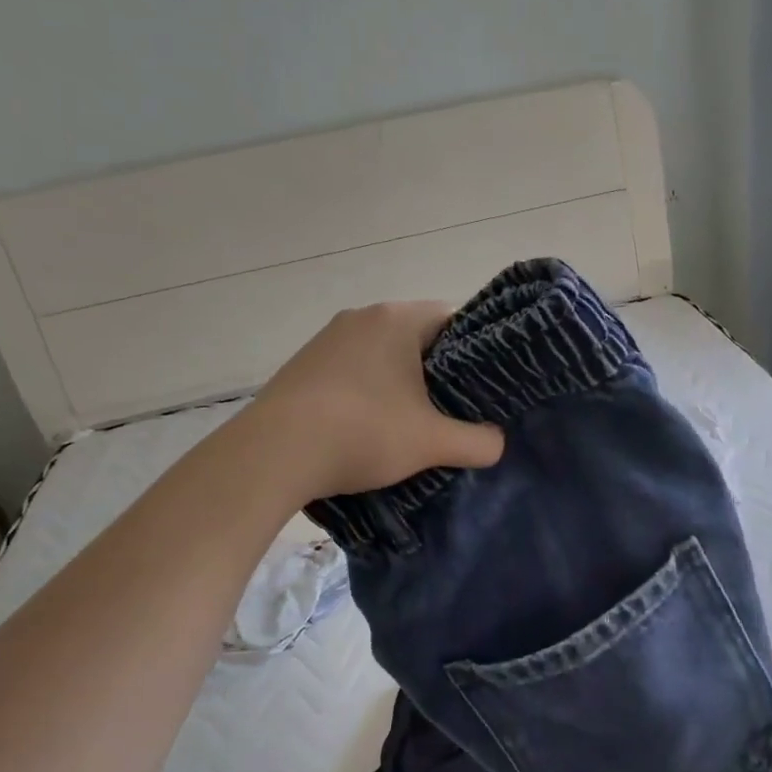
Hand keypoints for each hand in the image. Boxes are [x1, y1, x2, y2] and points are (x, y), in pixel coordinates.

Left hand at [245, 301, 504, 500]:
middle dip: (437, 372)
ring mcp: (327, 339)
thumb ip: (477, 442)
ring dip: (399, 384)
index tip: (481, 387)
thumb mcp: (432, 443)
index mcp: (397, 319)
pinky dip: (367, 392)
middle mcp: (361, 317)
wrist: (274, 454)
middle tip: (453, 409)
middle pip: (417, 337)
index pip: (453, 318)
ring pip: (382, 355)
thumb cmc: (363, 432)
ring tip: (411, 423)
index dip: (475, 351)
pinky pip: (352, 370)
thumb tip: (497, 444)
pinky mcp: (303, 365)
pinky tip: (367, 426)